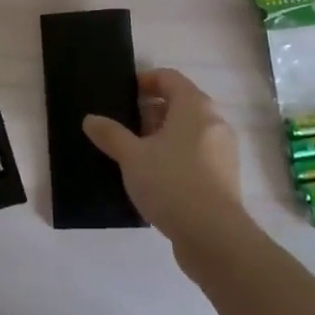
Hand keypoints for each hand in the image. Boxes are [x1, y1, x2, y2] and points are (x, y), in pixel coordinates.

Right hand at [83, 68, 245, 252]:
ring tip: (136, 153)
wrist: (215, 237)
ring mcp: (223, 151)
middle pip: (181, 103)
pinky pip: (197, 154)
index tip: (124, 94)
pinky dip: (177, 156)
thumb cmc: (172, 183)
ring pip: (189, 131)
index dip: (146, 81)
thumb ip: (110, 134)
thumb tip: (90, 119)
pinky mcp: (225, 177)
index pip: (170, 77)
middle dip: (152, 111)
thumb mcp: (132, 157)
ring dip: (163, 135)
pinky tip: (156, 177)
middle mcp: (214, 122)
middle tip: (125, 125)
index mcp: (195, 106)